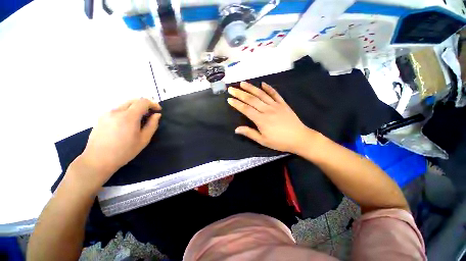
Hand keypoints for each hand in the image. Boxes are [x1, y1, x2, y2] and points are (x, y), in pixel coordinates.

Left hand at [71, 98, 161, 188]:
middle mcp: (116, 111)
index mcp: (128, 117)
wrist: (98, 160)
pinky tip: (127, 123)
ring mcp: (107, 113)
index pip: (143, 102)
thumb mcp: (144, 139)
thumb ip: (152, 125)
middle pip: (134, 100)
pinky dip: (126, 111)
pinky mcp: (101, 117)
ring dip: (135, 108)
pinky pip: (117, 109)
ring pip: (125, 104)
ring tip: (139, 119)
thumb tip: (157, 115)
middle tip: (150, 114)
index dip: (153, 104)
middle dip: (145, 104)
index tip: (158, 110)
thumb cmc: (124, 151)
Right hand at [228, 82, 319, 153]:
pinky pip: (275, 94)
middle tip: (231, 89)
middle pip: (251, 99)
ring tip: (242, 83)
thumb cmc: (279, 141)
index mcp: (261, 120)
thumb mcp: (263, 141)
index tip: (229, 99)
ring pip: (261, 94)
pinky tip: (263, 83)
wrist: (299, 138)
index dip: (237, 104)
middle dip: (240, 93)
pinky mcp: (283, 104)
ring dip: (251, 88)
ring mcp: (275, 105)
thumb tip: (236, 129)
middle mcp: (267, 110)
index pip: (246, 109)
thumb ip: (250, 133)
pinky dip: (269, 88)